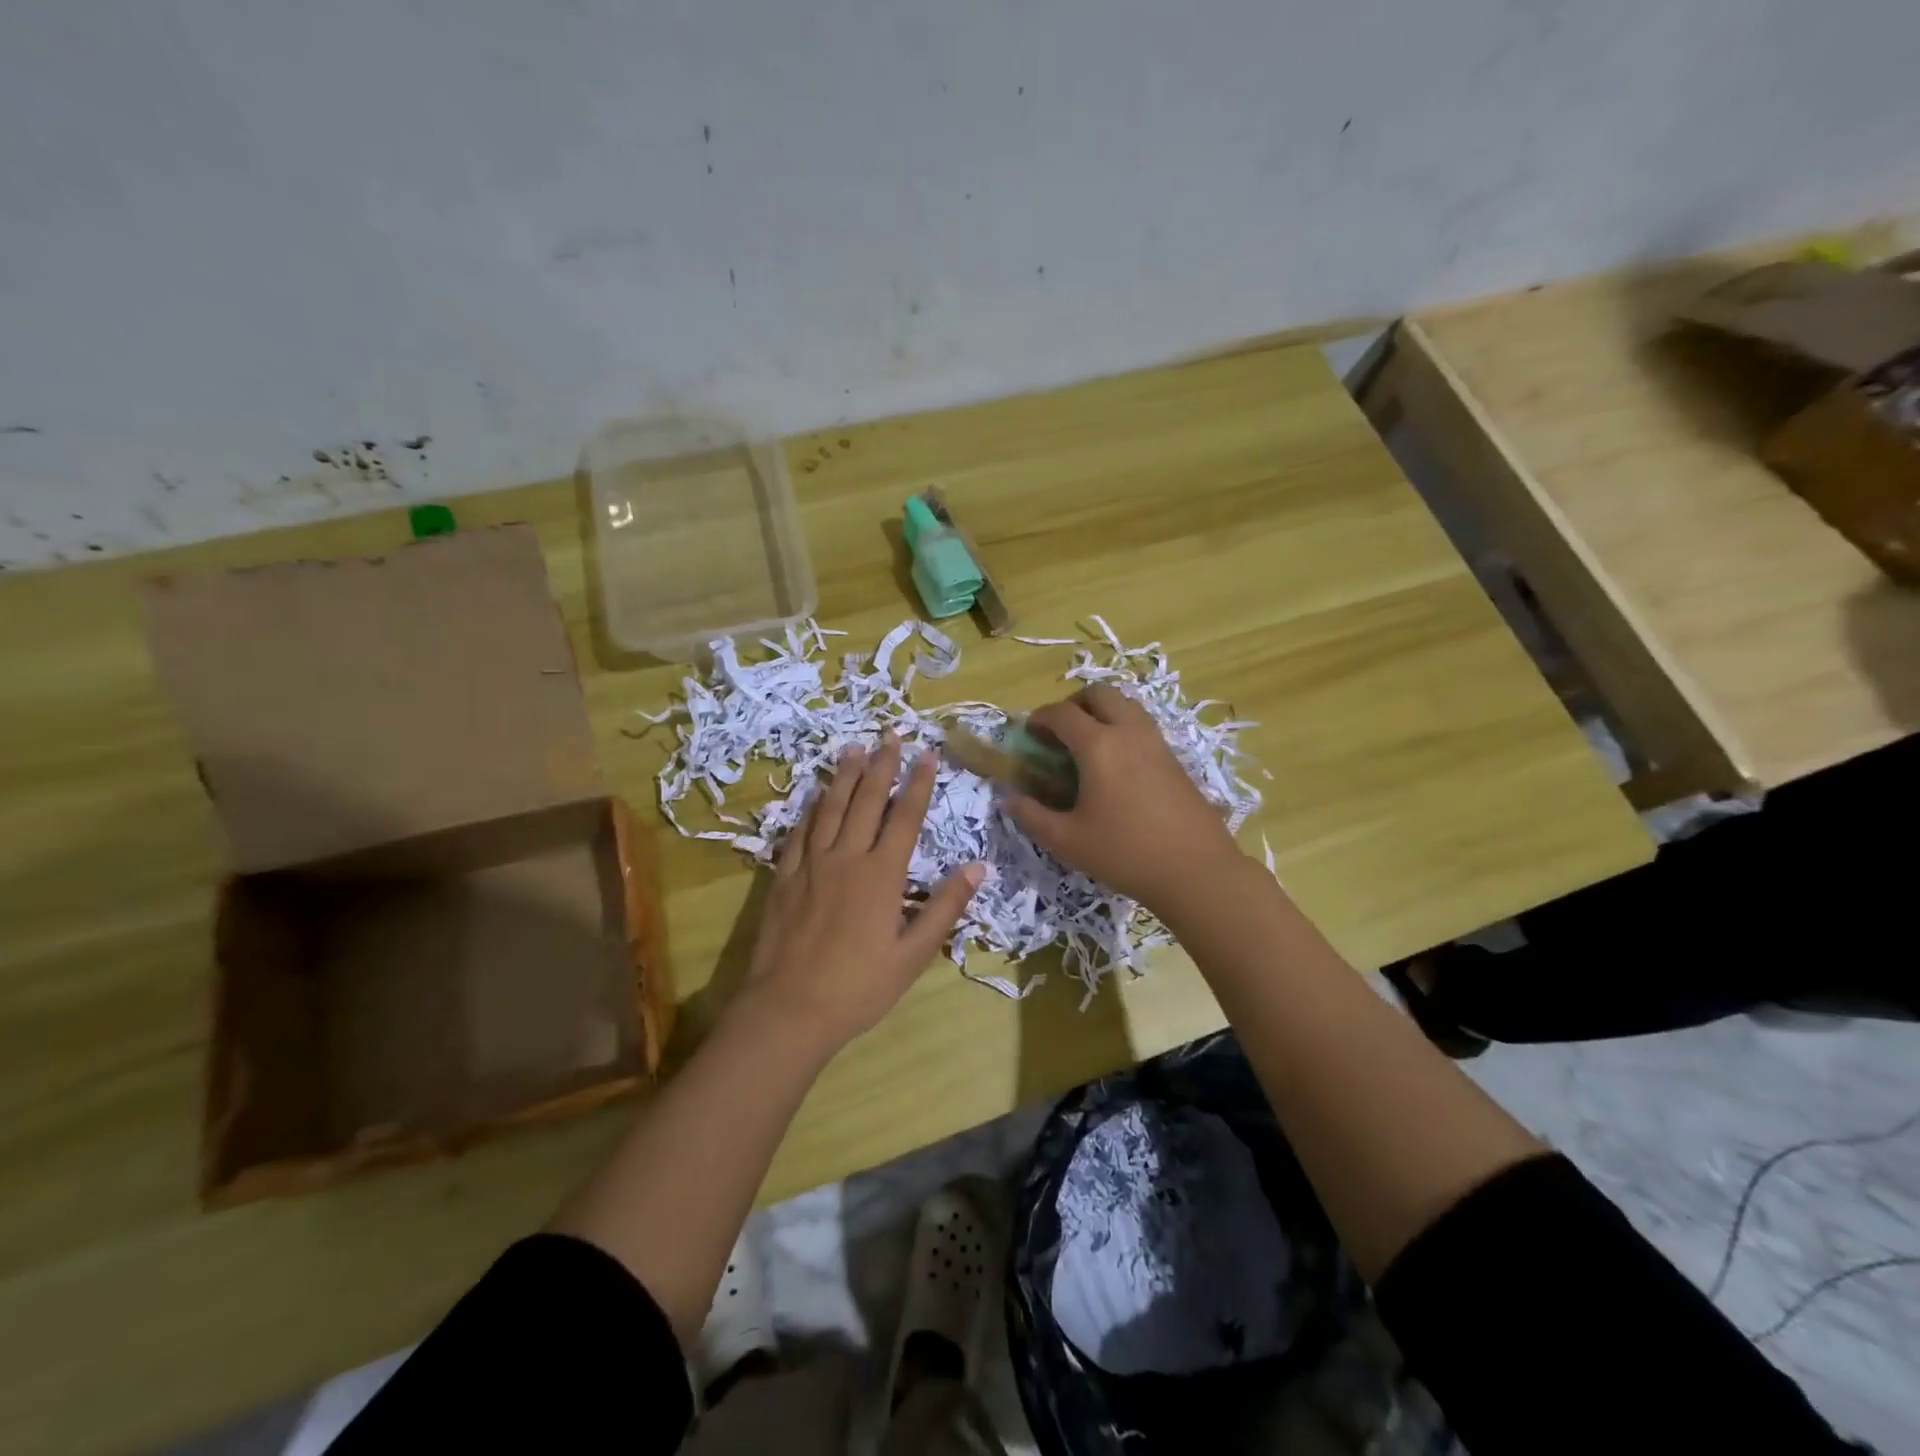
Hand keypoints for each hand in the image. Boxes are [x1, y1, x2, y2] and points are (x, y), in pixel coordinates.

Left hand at [745, 732, 983, 1050]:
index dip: (918, 784)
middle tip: (890, 735)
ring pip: (830, 808)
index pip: (905, 817)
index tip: (927, 754)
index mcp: (882, 875)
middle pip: (867, 801)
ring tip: (852, 748)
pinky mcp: (784, 877)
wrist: (790, 1009)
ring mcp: (811, 864)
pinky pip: (798, 832)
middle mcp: (846, 858)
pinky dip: (809, 809)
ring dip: (844, 776)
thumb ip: (944, 907)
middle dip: (882, 766)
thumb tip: (978, 868)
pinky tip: (813, 796)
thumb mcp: (914, 955)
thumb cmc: (859, 987)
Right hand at [1007, 685, 1243, 912]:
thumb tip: (1010, 798)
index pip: (1062, 713)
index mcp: (1098, 745)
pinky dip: (1122, 728)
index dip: (1040, 718)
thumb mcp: (1067, 841)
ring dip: (1101, 712)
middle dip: (1073, 704)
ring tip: (1088, 744)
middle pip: (1099, 693)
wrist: (1196, 870)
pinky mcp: (1174, 758)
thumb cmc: (1124, 853)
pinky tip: (1116, 765)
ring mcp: (1156, 742)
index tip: (1029, 733)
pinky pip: (1142, 725)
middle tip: (1060, 732)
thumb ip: (1033, 816)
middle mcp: (1128, 732)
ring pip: (1125, 704)